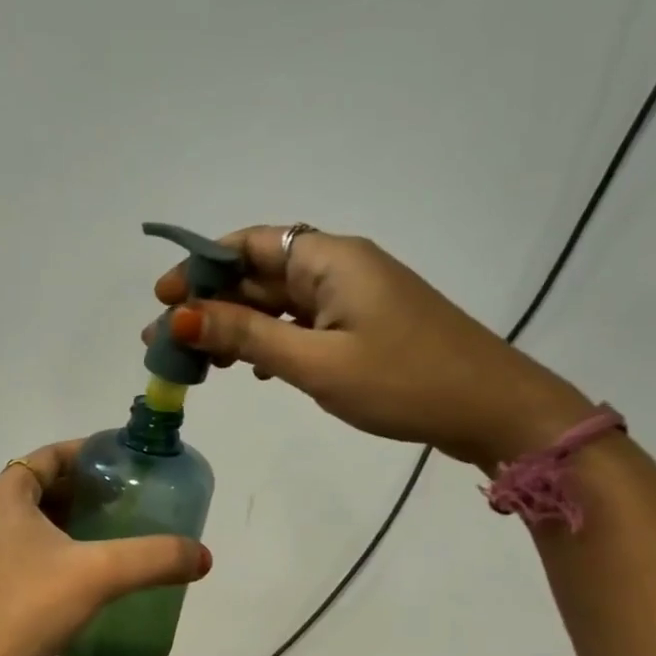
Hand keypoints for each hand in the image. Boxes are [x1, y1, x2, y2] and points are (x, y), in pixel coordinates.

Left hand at [0, 440, 211, 655]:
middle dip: (85, 490)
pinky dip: (56, 550)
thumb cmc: (26, 607)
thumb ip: (153, 558)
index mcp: (3, 494)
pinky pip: (25, 551)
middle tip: (129, 501)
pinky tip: (85, 575)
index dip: (90, 454)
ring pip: (33, 521)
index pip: (51, 455)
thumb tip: (204, 556)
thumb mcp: (98, 575)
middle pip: (43, 486)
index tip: (127, 464)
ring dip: (71, 522)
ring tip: (114, 534)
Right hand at [146, 226, 593, 468]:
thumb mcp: (315, 362)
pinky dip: (268, 341)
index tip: (162, 300)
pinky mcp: (361, 326)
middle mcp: (337, 267)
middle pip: (256, 275)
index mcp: (328, 259)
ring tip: (196, 362)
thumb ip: (246, 337)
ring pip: (276, 303)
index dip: (198, 267)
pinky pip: (300, 324)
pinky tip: (249, 370)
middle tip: (163, 343)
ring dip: (234, 326)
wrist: (494, 410)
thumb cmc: (404, 382)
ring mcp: (351, 298)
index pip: (246, 245)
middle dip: (208, 304)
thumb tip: (180, 317)